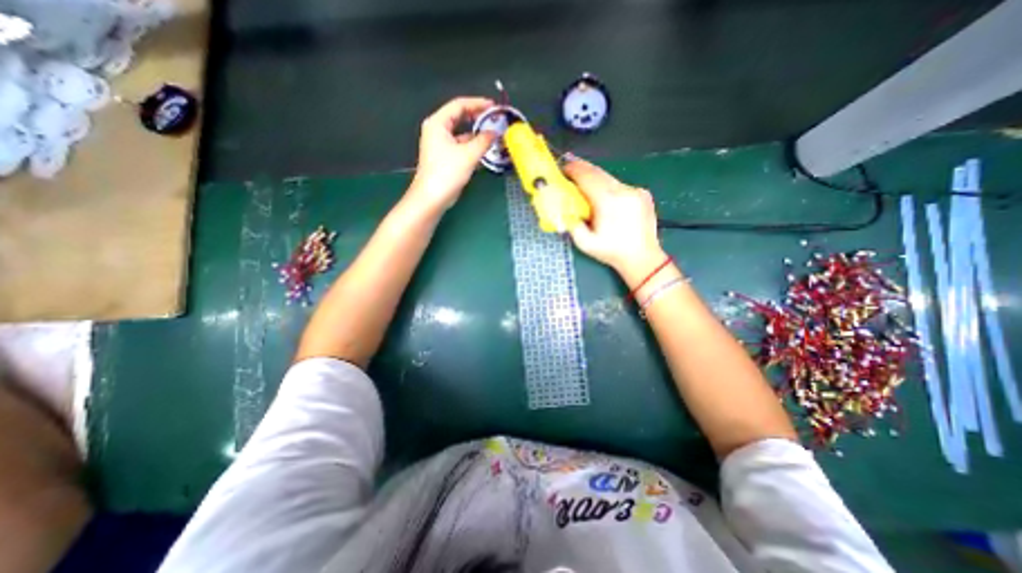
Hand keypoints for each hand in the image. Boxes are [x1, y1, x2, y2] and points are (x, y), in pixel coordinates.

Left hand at [411, 97, 502, 211]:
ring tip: (493, 135)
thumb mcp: (468, 155)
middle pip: (460, 117)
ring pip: (461, 133)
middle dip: (478, 118)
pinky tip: (485, 151)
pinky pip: (461, 146)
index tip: (494, 106)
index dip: (477, 103)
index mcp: (438, 123)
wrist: (432, 198)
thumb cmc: (447, 173)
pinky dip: (472, 146)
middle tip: (495, 119)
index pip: (459, 105)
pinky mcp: (445, 158)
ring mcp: (440, 145)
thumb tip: (495, 132)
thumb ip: (484, 141)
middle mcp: (437, 131)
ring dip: (476, 134)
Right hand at [562, 157, 666, 283]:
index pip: (588, 178)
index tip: (563, 167)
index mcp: (608, 202)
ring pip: (610, 178)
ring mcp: (635, 191)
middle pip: (599, 172)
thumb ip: (572, 224)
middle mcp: (623, 191)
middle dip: (583, 168)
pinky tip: (605, 196)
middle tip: (570, 166)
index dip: (574, 170)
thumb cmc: (612, 252)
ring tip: (584, 180)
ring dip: (595, 177)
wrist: (643, 258)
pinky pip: (620, 185)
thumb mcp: (585, 243)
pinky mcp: (643, 194)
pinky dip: (609, 186)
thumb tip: (564, 209)